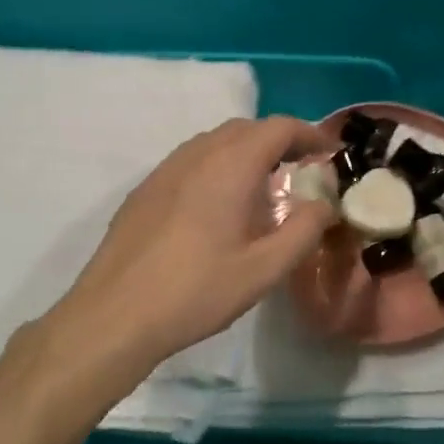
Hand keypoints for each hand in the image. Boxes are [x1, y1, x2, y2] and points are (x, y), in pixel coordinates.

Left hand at [39, 116, 334, 385]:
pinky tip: (218, 206)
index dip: (308, 134)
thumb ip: (303, 231)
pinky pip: (190, 161)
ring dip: (245, 152)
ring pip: (214, 142)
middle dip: (278, 141)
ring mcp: (165, 170)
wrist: (115, 315)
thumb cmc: (196, 292)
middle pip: (245, 129)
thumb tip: (325, 205)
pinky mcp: (145, 190)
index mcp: (229, 166)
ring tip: (262, 188)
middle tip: (300, 171)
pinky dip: (217, 166)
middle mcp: (196, 155)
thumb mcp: (263, 269)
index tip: (328, 153)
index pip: (277, 128)